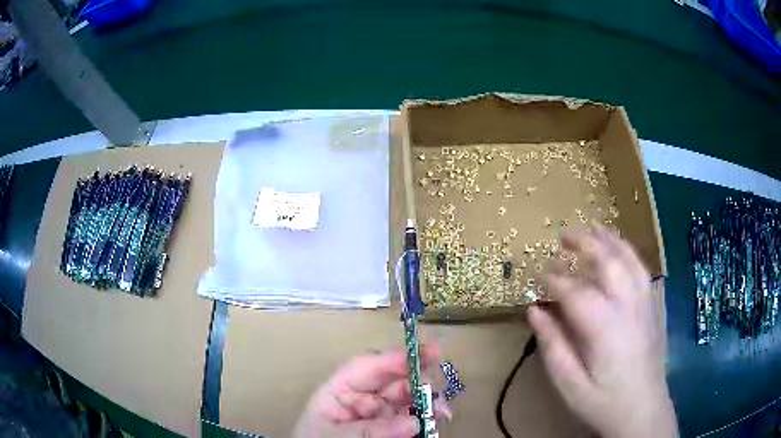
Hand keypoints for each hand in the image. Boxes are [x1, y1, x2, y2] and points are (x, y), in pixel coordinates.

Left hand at [294, 344, 446, 437]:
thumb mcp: (335, 435)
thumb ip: (371, 430)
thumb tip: (414, 423)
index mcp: (341, 387)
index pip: (368, 365)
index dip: (397, 357)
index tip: (427, 353)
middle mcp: (363, 395)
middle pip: (394, 380)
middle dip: (420, 380)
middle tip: (439, 388)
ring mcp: (378, 411)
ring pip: (408, 397)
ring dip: (428, 400)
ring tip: (442, 410)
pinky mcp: (389, 425)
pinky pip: (410, 416)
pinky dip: (425, 417)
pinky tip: (437, 419)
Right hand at [528, 223, 677, 437]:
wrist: (644, 410)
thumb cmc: (603, 402)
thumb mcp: (570, 384)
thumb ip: (552, 346)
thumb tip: (533, 311)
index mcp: (605, 327)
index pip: (575, 291)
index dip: (553, 280)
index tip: (537, 274)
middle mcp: (628, 305)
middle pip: (607, 261)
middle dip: (584, 243)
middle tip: (561, 236)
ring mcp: (645, 302)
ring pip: (628, 258)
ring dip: (608, 239)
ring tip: (592, 227)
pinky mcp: (653, 306)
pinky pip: (641, 268)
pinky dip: (627, 251)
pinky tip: (619, 249)